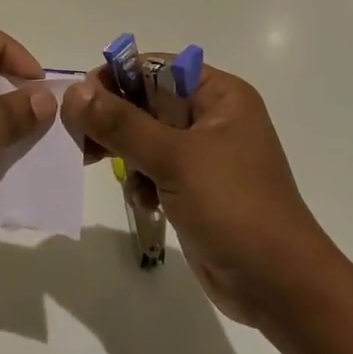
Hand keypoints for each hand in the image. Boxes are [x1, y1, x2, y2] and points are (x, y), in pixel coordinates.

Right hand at [62, 64, 335, 327]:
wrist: (278, 286)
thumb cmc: (234, 207)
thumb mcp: (174, 159)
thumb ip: (121, 124)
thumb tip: (74, 92)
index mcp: (219, 95)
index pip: (155, 67)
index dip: (115, 78)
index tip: (78, 100)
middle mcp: (211, 117)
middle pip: (145, 101)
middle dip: (113, 121)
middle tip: (79, 139)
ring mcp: (202, 155)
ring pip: (143, 137)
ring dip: (124, 154)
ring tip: (102, 170)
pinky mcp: (193, 187)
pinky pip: (152, 168)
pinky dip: (140, 181)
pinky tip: (144, 202)